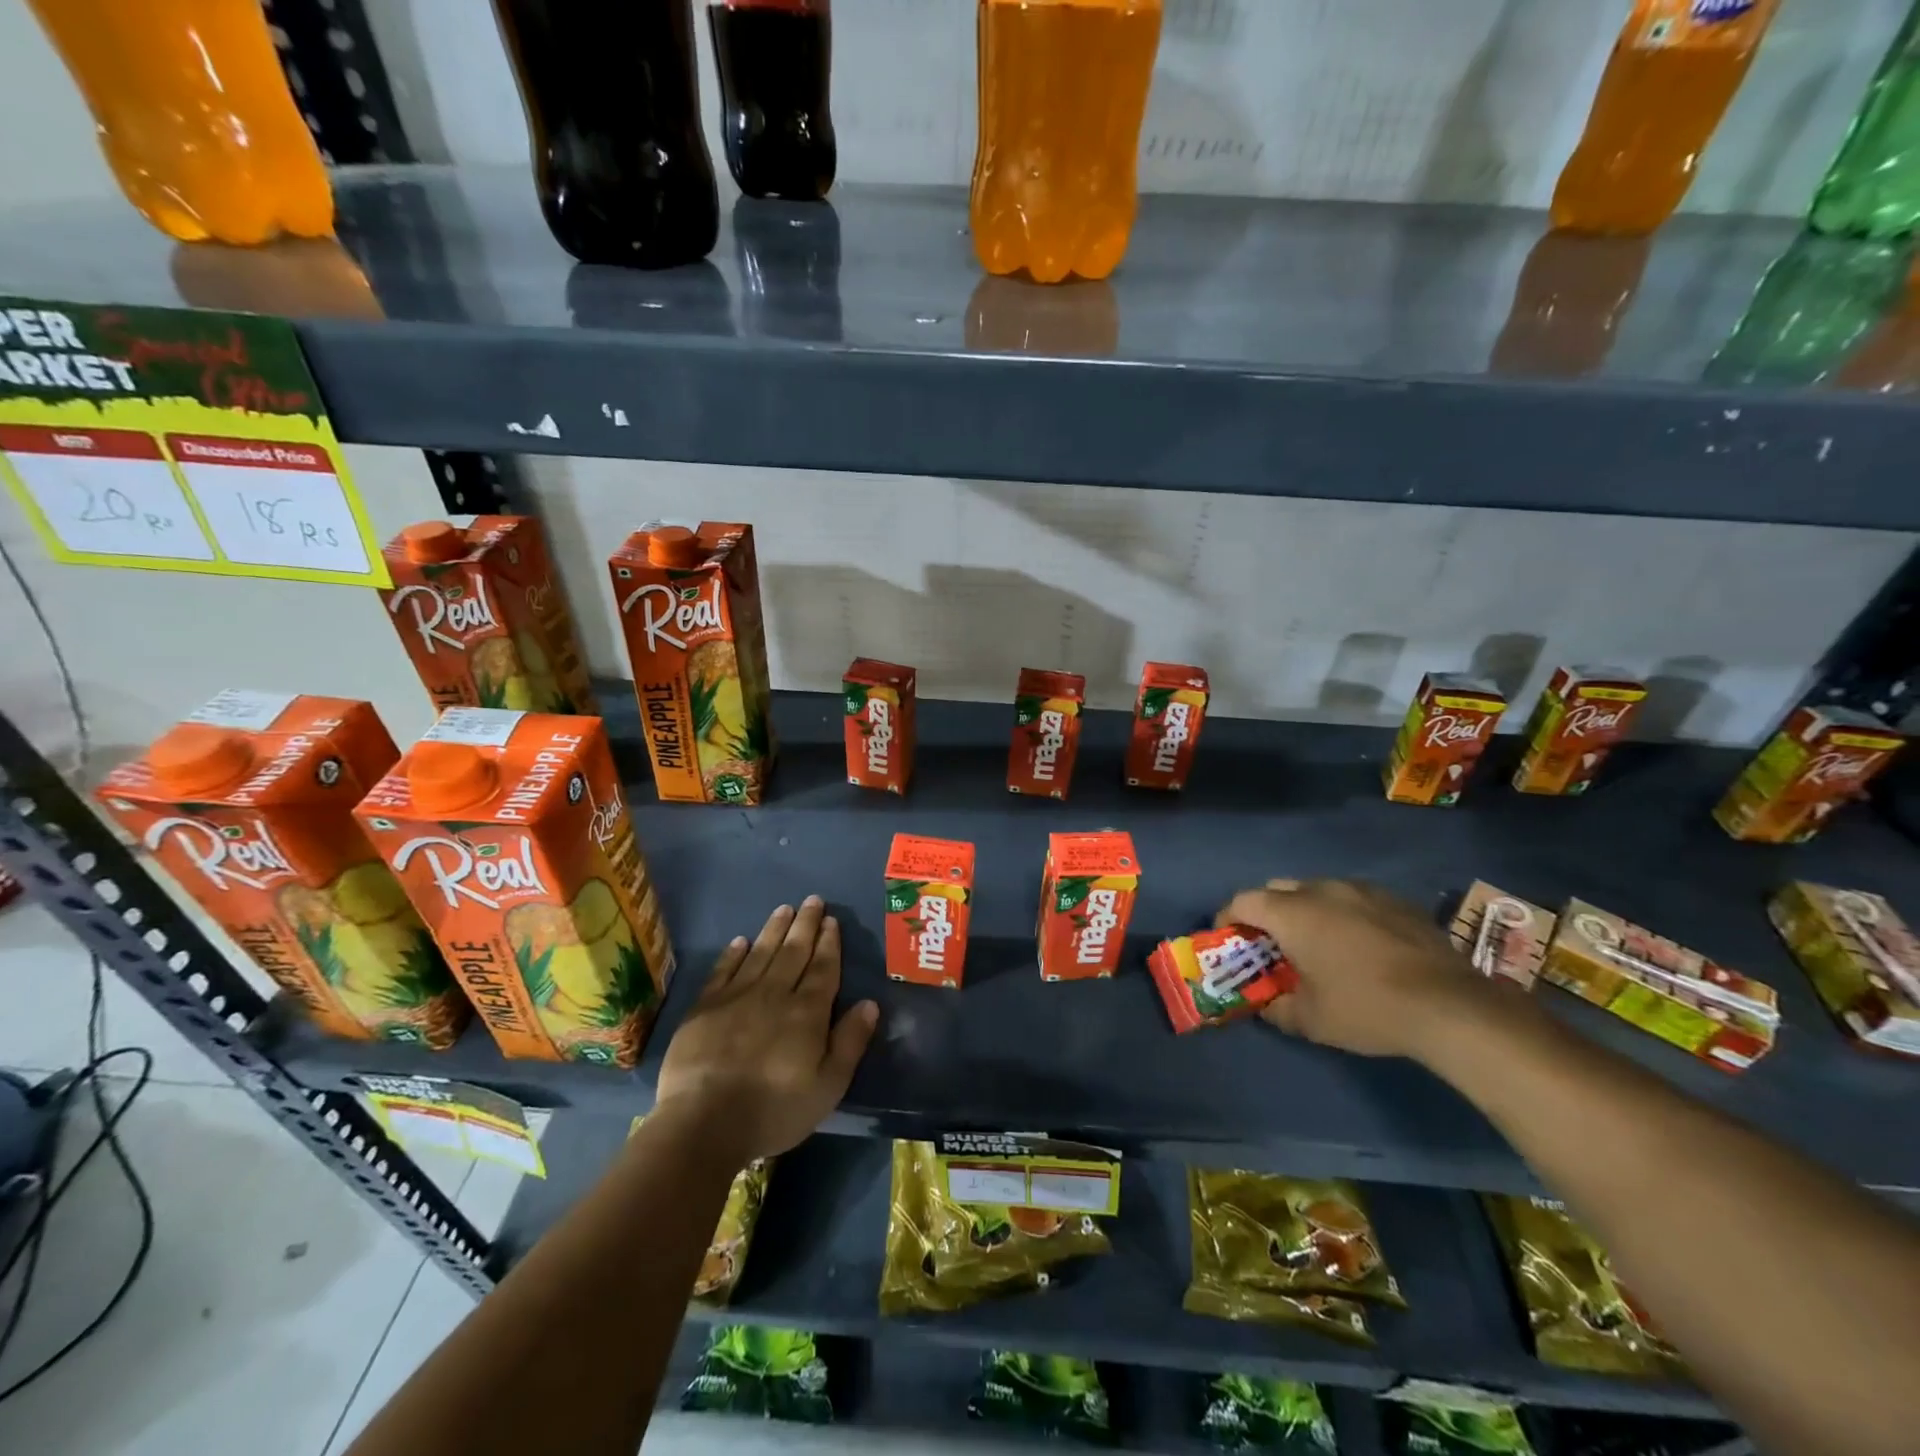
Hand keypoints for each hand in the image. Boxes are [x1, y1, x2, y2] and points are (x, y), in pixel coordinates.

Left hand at [654, 897, 879, 1163]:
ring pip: (760, 953)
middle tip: (812, 900)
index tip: (831, 920)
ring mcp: (736, 997)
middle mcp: (774, 994)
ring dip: (774, 930)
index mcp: (807, 1012)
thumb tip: (870, 1003)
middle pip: (793, 952)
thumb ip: (850, 1042)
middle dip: (805, 925)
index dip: (829, 943)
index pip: (822, 968)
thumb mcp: (827, 1087)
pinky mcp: (704, 1008)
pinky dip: (733, 954)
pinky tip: (740, 941)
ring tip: (784, 909)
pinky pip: (723, 971)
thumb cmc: (774, 1110)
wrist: (704, 1124)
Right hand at [1216, 878, 1493, 1059]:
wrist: (1451, 1005)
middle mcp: (1320, 890)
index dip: (1228, 919)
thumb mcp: (1310, 1020)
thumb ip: (1277, 1008)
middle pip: (1276, 889)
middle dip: (1266, 912)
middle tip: (1271, 944)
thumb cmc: (1366, 1007)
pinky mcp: (1394, 899)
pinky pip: (1352, 898)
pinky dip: (1342, 914)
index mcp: (1291, 913)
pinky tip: (1360, 945)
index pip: (1242, 901)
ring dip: (1305, 910)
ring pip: (1316, 890)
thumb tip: (1264, 1004)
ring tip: (1317, 943)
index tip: (1229, 941)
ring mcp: (1361, 890)